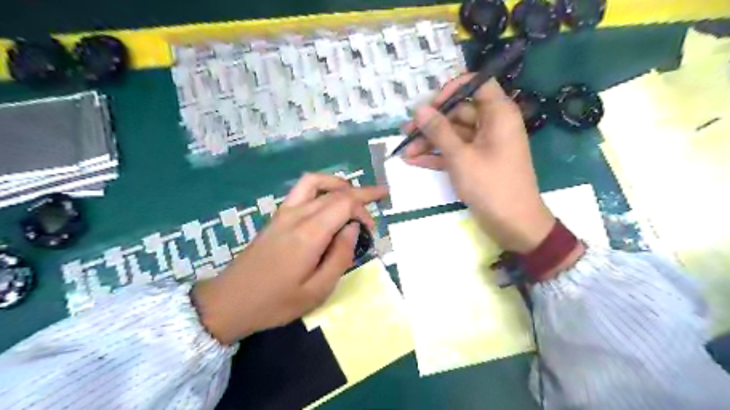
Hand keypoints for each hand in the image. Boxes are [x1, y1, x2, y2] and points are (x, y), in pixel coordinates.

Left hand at [191, 171, 386, 343]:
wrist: (230, 301)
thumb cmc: (276, 302)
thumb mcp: (317, 291)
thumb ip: (340, 256)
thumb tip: (353, 228)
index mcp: (309, 233)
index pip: (345, 202)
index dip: (365, 207)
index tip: (373, 227)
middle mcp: (297, 214)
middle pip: (334, 191)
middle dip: (360, 195)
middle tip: (375, 208)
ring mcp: (284, 212)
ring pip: (315, 181)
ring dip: (338, 184)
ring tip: (353, 196)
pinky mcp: (277, 216)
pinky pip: (302, 189)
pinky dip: (322, 188)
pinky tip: (328, 203)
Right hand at [406, 74, 553, 250]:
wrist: (513, 224)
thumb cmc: (491, 185)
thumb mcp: (461, 156)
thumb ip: (439, 131)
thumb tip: (420, 108)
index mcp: (498, 114)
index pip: (477, 85)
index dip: (453, 89)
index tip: (432, 104)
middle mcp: (491, 125)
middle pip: (458, 113)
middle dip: (431, 123)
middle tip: (405, 131)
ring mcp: (482, 146)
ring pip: (453, 135)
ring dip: (429, 142)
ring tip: (404, 150)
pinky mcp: (475, 163)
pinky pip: (454, 153)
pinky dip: (436, 156)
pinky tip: (413, 161)